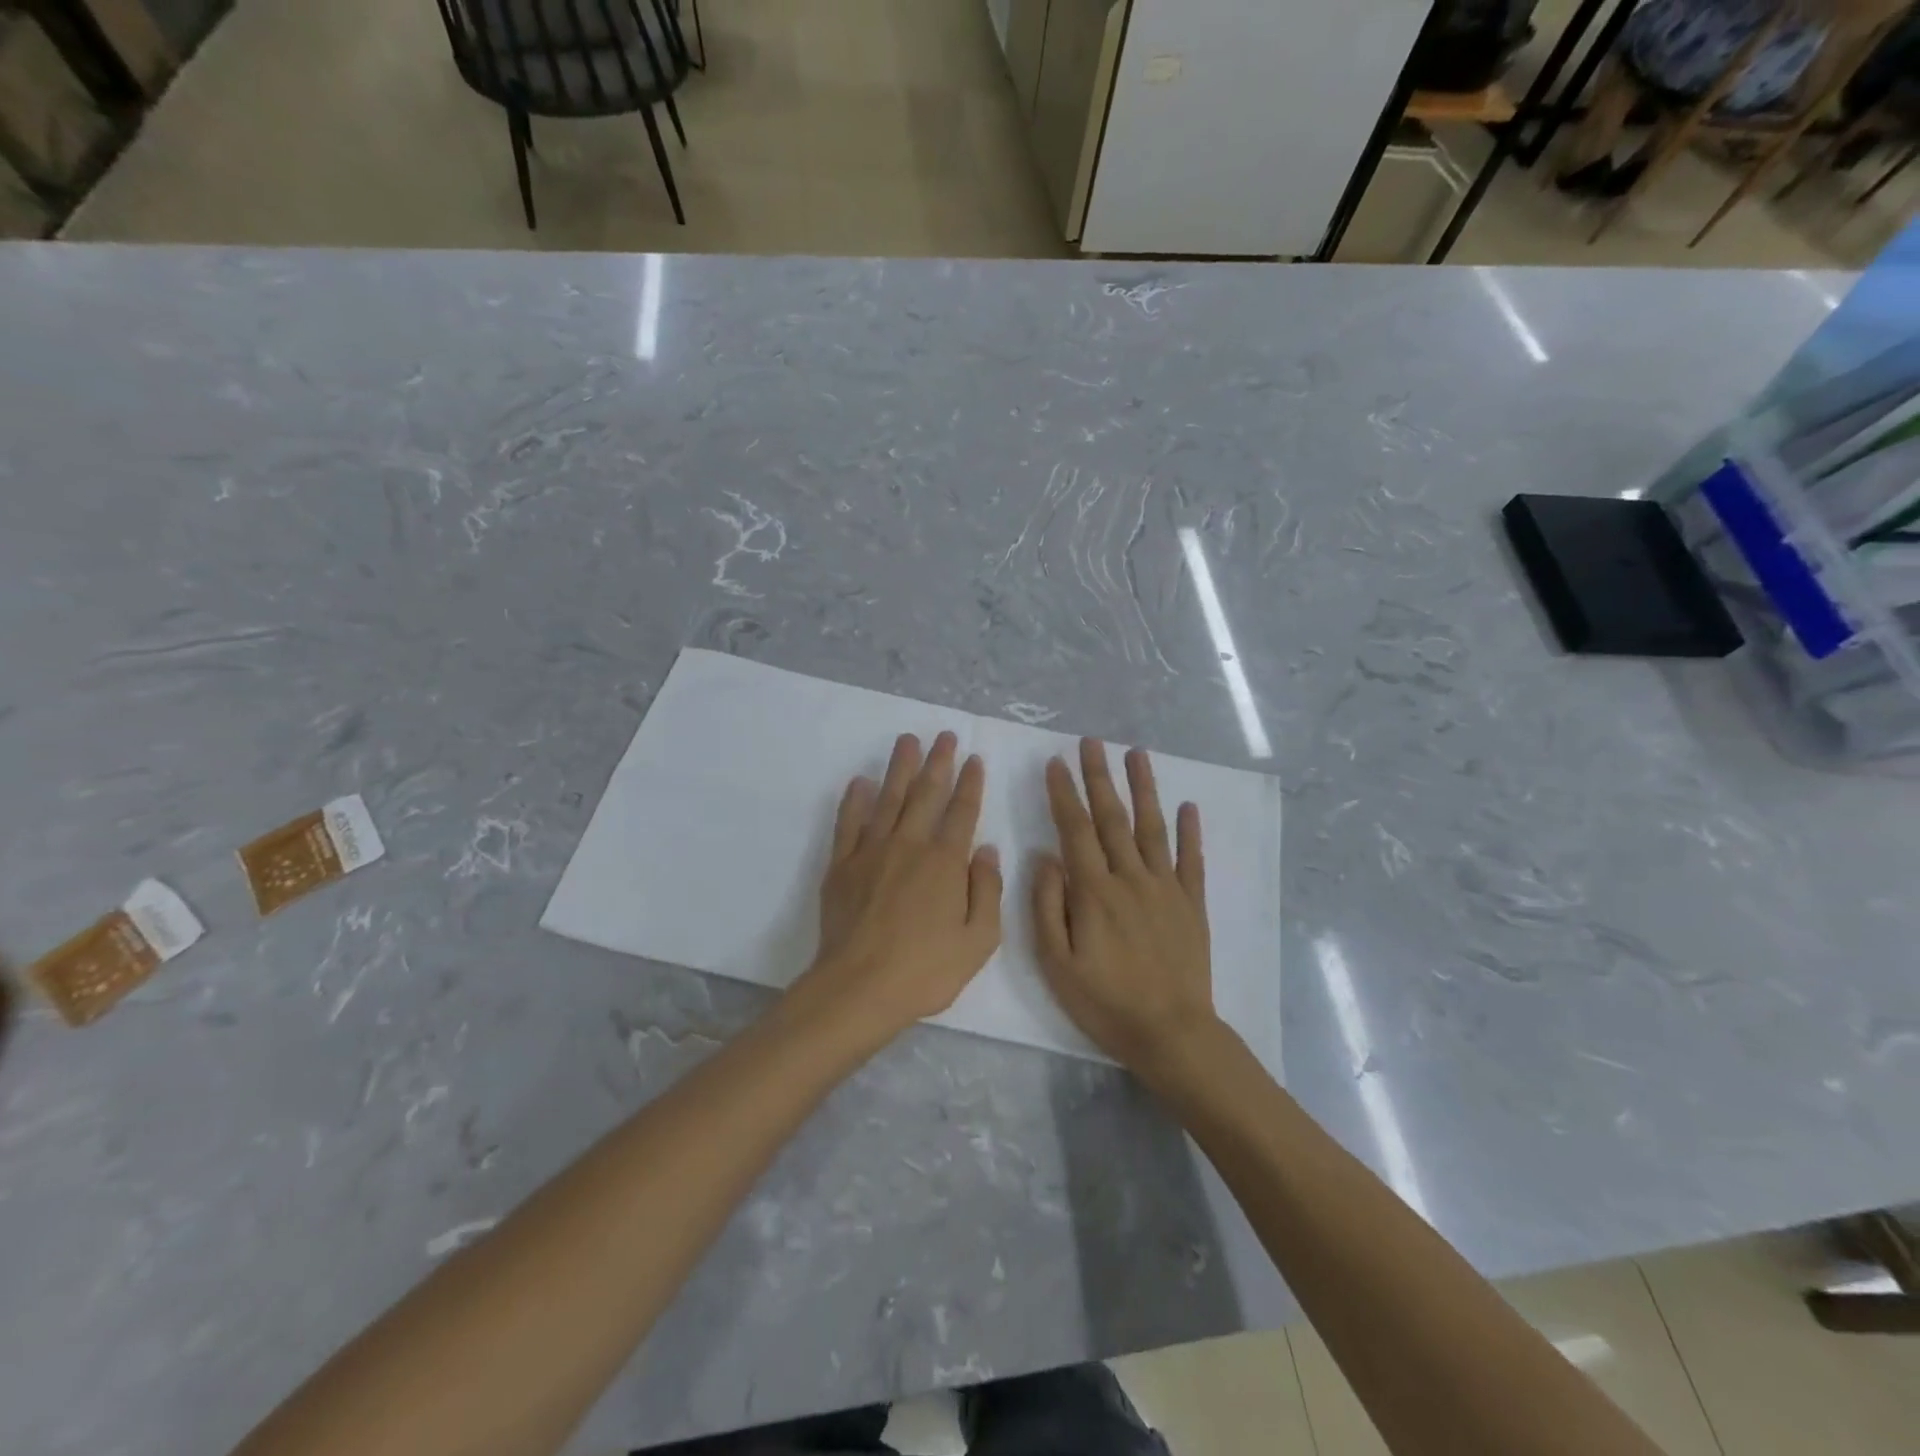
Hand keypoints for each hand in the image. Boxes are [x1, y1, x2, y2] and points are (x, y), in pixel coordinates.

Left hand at [797, 731, 1002, 1046]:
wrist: (859, 988)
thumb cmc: (926, 970)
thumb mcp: (979, 940)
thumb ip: (987, 890)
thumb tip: (987, 849)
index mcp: (945, 862)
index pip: (962, 812)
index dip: (970, 783)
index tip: (974, 759)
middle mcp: (909, 845)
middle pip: (926, 794)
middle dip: (938, 762)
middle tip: (944, 735)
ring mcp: (871, 851)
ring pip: (888, 798)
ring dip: (900, 768)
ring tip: (907, 741)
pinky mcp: (841, 865)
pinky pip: (849, 823)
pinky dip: (854, 800)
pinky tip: (860, 782)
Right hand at [1033, 739, 1217, 1073]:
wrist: (1171, 1033)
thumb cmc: (1105, 1002)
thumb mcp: (1057, 963)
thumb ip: (1048, 906)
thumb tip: (1045, 857)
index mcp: (1094, 891)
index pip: (1075, 829)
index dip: (1064, 793)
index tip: (1055, 762)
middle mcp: (1131, 878)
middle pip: (1112, 818)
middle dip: (1099, 777)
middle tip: (1092, 742)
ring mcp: (1166, 888)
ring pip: (1152, 827)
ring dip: (1144, 788)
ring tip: (1136, 753)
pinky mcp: (1192, 904)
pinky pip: (1192, 859)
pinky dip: (1190, 831)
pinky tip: (1188, 805)